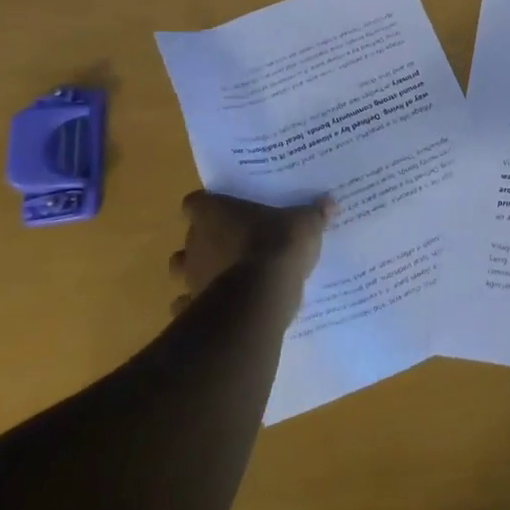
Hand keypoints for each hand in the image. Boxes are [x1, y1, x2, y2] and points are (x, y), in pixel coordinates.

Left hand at [169, 191, 333, 312]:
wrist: (262, 296)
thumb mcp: (305, 224)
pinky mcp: (194, 307)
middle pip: (189, 237)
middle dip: (205, 241)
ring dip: (197, 272)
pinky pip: (188, 305)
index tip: (224, 209)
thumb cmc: (278, 246)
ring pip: (181, 270)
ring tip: (224, 275)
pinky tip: (219, 307)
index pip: (194, 202)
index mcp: (213, 214)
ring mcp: (191, 277)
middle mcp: (195, 242)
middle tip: (232, 243)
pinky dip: (199, 305)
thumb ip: (313, 213)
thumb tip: (329, 203)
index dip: (207, 205)